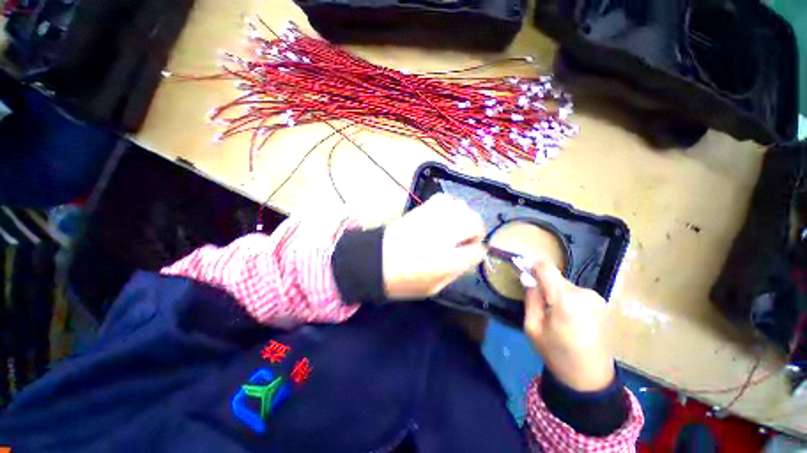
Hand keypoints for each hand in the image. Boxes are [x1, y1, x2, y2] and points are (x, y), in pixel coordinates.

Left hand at [383, 194, 485, 299]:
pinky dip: (449, 206)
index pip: (477, 250)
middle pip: (474, 222)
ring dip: (464, 216)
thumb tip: (470, 255)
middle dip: (477, 230)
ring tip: (456, 226)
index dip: (478, 251)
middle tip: (468, 238)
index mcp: (447, 261)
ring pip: (461, 207)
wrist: (375, 262)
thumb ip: (456, 271)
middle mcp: (443, 236)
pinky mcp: (420, 210)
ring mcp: (431, 219)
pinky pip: (443, 199)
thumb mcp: (433, 288)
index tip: (473, 253)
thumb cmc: (403, 281)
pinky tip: (444, 216)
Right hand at [524, 259, 614, 391]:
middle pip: (555, 278)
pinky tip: (568, 317)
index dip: (531, 264)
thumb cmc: (557, 354)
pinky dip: (567, 299)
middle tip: (538, 304)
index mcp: (566, 300)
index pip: (546, 267)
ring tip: (554, 314)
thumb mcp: (532, 327)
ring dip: (556, 293)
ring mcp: (596, 298)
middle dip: (543, 285)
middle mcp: (584, 294)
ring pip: (565, 285)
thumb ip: (531, 299)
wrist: (590, 378)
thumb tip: (527, 277)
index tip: (522, 267)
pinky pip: (576, 293)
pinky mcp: (601, 304)